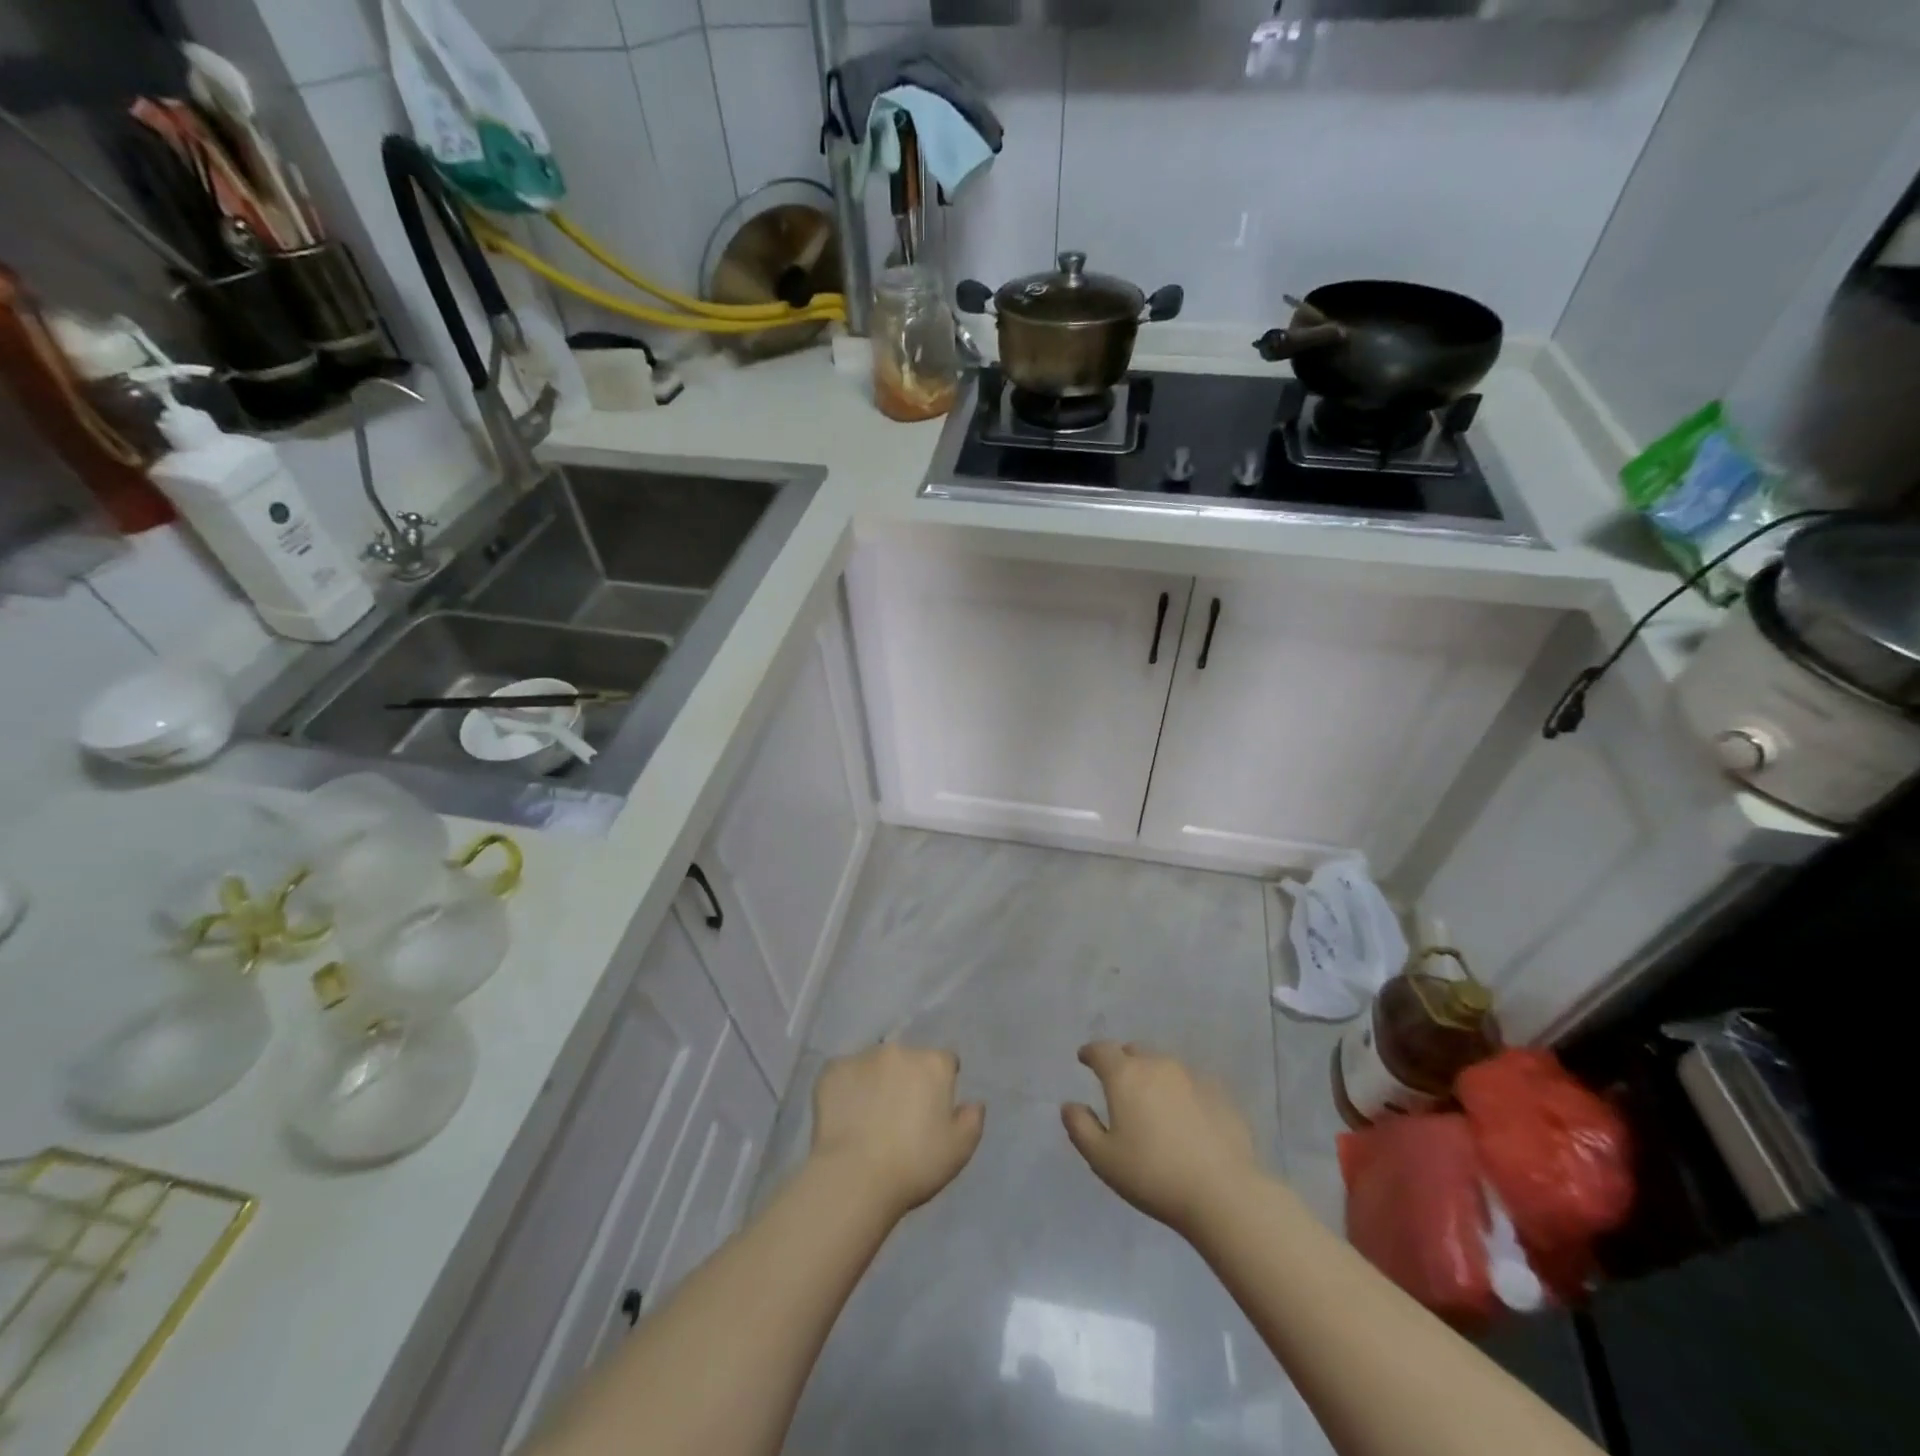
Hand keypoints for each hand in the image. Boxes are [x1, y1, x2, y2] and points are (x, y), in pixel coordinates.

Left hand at [810, 1043, 984, 1218]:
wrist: (855, 1177)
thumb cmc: (915, 1164)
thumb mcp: (959, 1150)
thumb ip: (972, 1119)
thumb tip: (974, 1103)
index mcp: (933, 1063)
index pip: (945, 1062)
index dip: (941, 1083)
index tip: (933, 1109)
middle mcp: (900, 1050)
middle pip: (908, 1059)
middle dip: (906, 1079)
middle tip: (899, 1115)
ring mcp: (862, 1057)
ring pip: (874, 1064)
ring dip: (876, 1081)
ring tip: (868, 1117)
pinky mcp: (832, 1070)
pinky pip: (843, 1075)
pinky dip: (846, 1089)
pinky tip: (844, 1117)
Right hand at [1062, 1041, 1259, 1235]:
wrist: (1223, 1192)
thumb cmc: (1153, 1175)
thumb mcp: (1103, 1159)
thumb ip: (1080, 1127)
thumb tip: (1069, 1105)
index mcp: (1125, 1075)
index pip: (1102, 1050)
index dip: (1090, 1052)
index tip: (1084, 1058)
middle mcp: (1157, 1065)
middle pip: (1134, 1052)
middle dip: (1122, 1061)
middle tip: (1118, 1083)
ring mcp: (1192, 1076)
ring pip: (1164, 1066)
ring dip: (1153, 1076)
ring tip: (1152, 1102)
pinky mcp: (1220, 1094)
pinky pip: (1192, 1084)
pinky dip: (1182, 1093)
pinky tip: (1186, 1116)